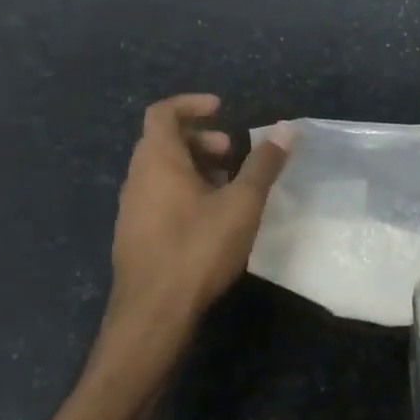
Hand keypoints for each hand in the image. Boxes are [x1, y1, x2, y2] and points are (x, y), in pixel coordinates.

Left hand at [91, 94, 289, 400]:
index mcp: (157, 161)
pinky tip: (214, 219)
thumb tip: (287, 129)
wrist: (153, 315)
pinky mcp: (136, 235)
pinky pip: (160, 196)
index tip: (222, 109)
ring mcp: (132, 209)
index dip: (191, 104)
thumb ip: (264, 164)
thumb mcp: (242, 204)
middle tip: (234, 152)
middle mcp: (137, 178)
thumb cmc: (197, 249)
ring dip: (196, 167)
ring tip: (231, 187)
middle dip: (202, 139)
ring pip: (163, 171)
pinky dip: (186, 191)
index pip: (163, 113)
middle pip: (164, 141)